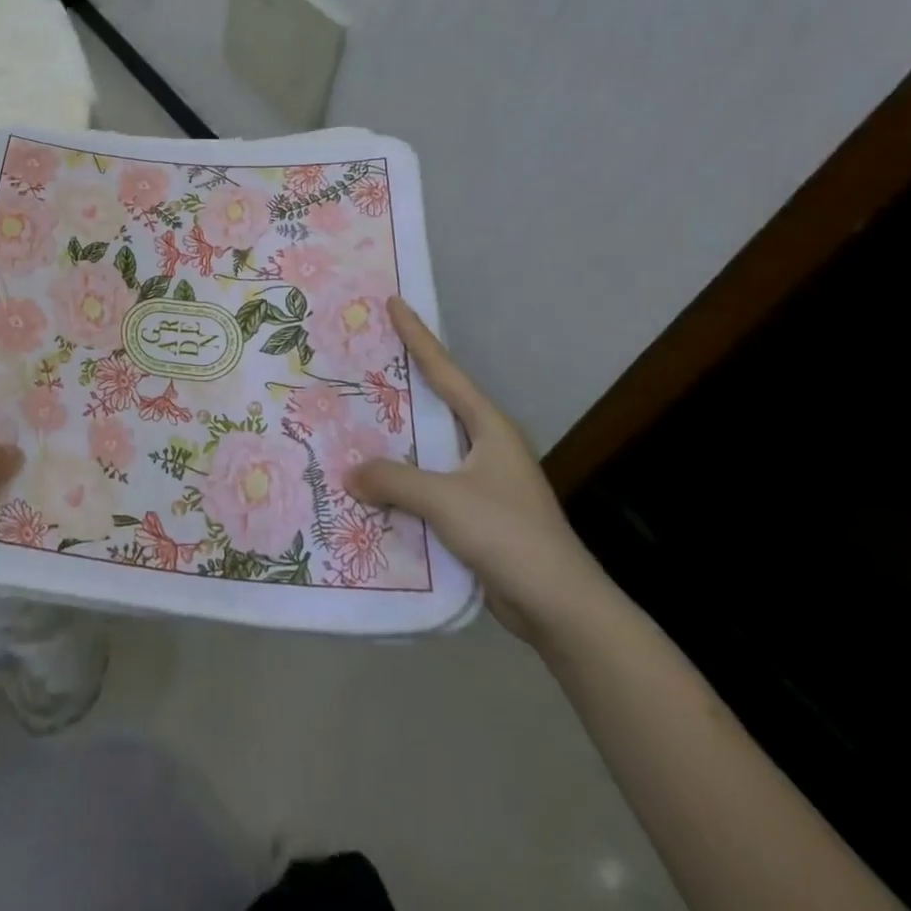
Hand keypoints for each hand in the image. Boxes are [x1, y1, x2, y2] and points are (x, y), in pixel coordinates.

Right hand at [346, 297, 609, 645]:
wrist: (560, 608)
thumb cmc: (509, 535)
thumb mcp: (445, 499)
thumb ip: (392, 480)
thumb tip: (349, 473)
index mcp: (489, 428)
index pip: (445, 371)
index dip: (418, 336)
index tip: (395, 303)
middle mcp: (486, 446)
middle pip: (435, 403)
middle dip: (401, 382)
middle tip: (362, 358)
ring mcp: (482, 482)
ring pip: (428, 447)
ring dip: (396, 437)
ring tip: (354, 418)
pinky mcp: (475, 515)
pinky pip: (428, 484)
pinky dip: (401, 479)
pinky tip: (371, 482)